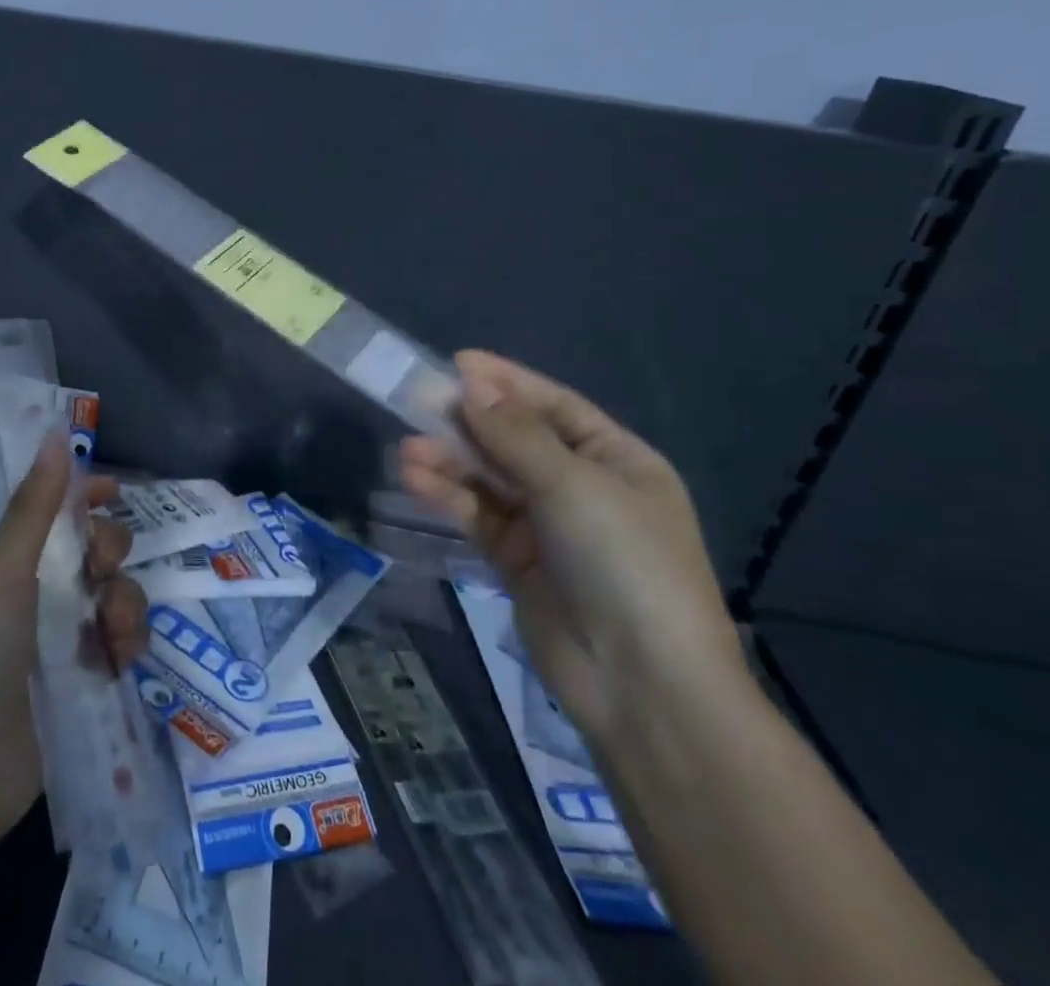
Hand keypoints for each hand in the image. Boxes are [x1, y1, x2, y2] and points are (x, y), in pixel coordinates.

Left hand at [0, 434, 149, 839]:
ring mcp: (67, 636)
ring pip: (119, 593)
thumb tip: (56, 432)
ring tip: (110, 631)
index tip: (114, 491)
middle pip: (99, 549)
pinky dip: (128, 643)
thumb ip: (37, 504)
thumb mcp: (6, 569)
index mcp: (18, 560)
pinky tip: (116, 659)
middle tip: (101, 570)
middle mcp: (44, 591)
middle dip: (112, 550)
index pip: (60, 510)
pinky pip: (125, 641)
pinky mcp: (88, 677)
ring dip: (126, 602)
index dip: (88, 495)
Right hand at [398, 350, 745, 743]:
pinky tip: (416, 481)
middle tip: (417, 401)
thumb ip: (515, 435)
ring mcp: (549, 527)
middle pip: (516, 440)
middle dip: (469, 422)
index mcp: (617, 460)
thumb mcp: (573, 485)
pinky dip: (450, 497)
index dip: (506, 382)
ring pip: (491, 479)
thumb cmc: (623, 564)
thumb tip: (471, 384)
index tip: (456, 363)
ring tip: (408, 449)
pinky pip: (479, 516)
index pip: (554, 406)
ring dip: (451, 461)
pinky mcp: (518, 562)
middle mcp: (583, 487)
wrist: (642, 686)